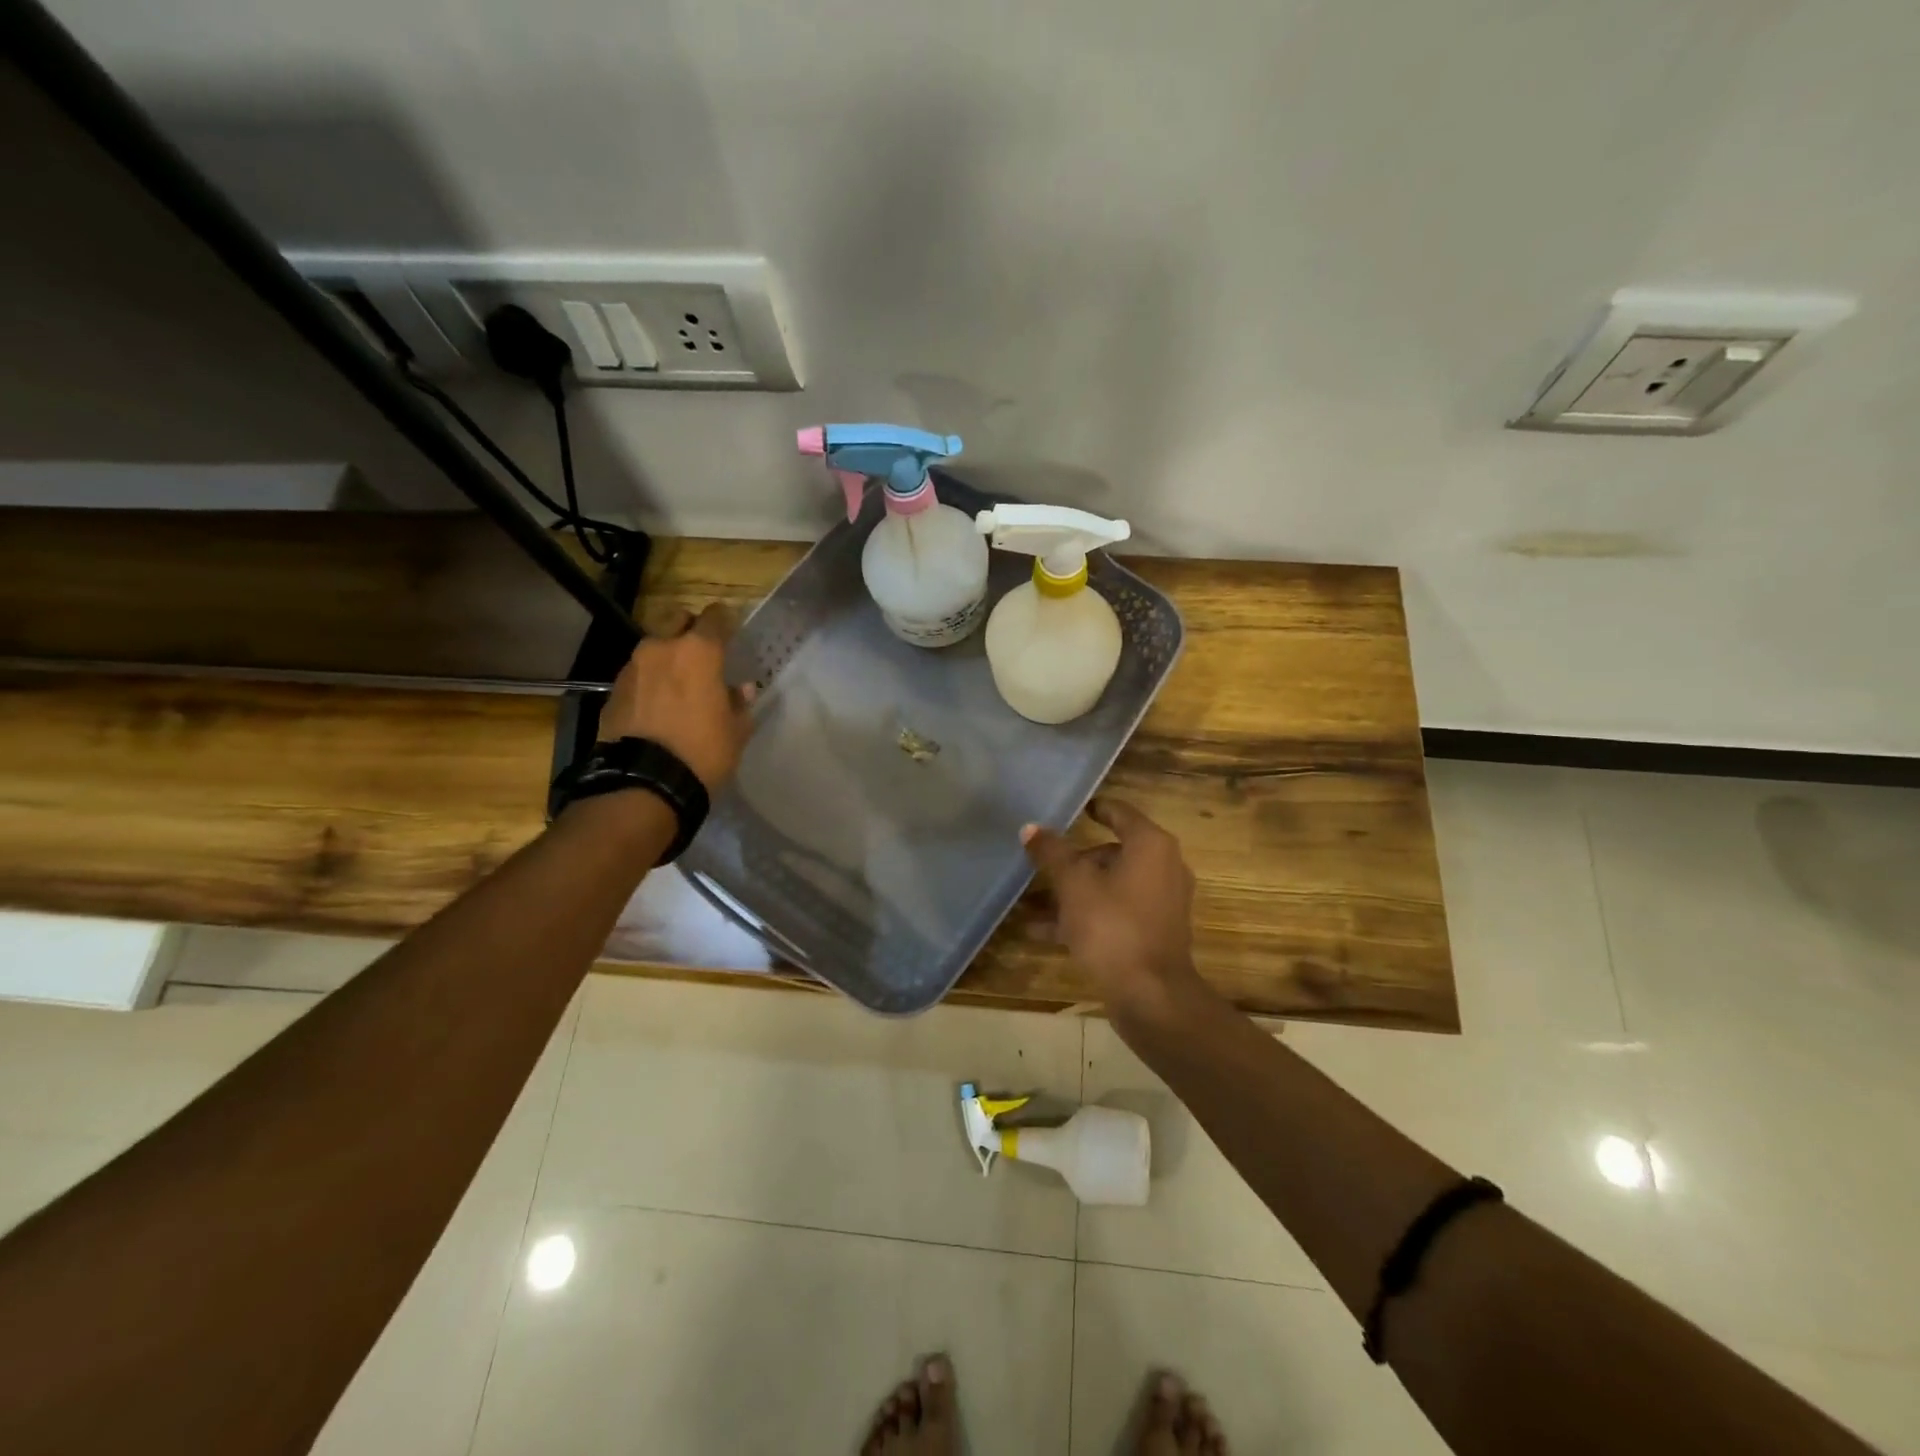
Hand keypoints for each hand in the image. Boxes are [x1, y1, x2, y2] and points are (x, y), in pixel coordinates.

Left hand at [597, 604, 754, 792]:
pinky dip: (649, 681)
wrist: (643, 783)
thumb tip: (741, 689)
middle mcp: (661, 648)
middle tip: (702, 651)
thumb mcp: (735, 732)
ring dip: (666, 656)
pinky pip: (637, 674)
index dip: (725, 620)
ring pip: (653, 646)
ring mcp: (632, 667)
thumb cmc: (702, 752)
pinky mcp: (613, 690)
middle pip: (676, 619)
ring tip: (677, 682)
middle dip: (689, 628)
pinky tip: (657, 704)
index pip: (715, 617)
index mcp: (698, 652)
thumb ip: (739, 704)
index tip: (732, 629)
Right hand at [1021, 798, 1201, 1016]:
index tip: (1071, 809)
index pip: (1120, 812)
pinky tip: (1042, 931)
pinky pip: (1115, 913)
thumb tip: (1030, 827)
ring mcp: (1161, 902)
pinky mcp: (1154, 932)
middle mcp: (1163, 867)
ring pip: (1110, 886)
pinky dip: (1085, 916)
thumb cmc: (1112, 925)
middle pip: (1112, 852)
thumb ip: (1052, 853)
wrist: (1151, 994)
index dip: (1094, 808)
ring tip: (1033, 902)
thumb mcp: (1073, 884)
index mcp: (1150, 845)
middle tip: (1042, 865)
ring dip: (1073, 892)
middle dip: (1074, 861)